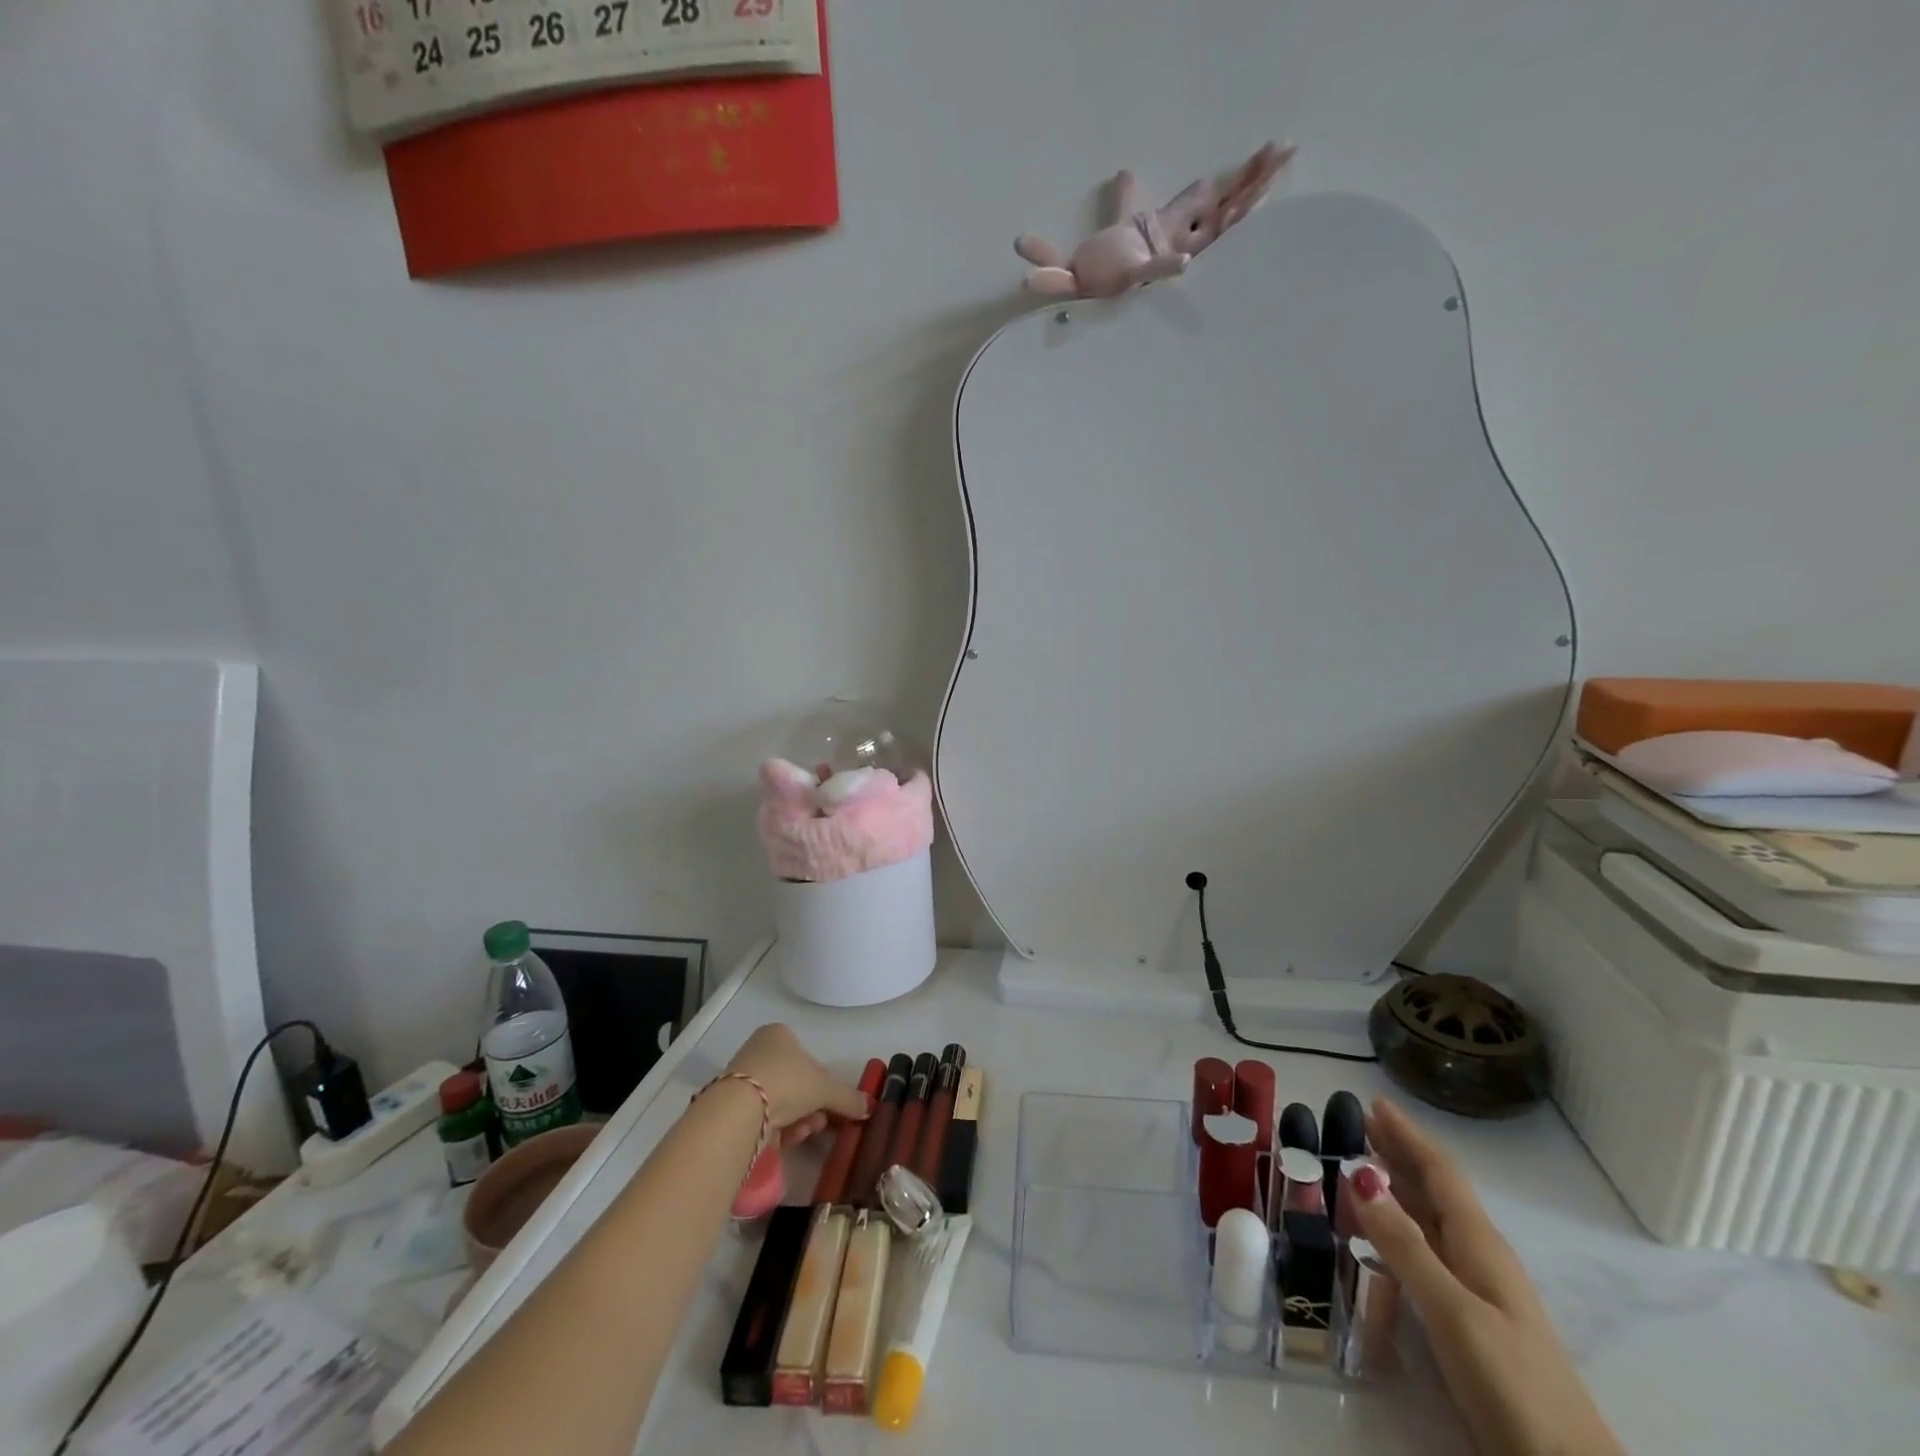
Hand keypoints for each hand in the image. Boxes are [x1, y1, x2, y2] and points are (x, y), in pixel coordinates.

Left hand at [723, 1024, 869, 1143]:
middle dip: (812, 1106)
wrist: (740, 1110)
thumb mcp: (825, 1087)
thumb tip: (869, 1106)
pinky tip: (788, 1138)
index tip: (831, 1103)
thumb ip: (848, 1097)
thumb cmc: (786, 1081)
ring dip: (800, 1120)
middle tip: (822, 1122)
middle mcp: (759, 1052)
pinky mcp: (733, 1108)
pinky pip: (766, 1117)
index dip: (824, 1083)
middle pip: (796, 1083)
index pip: (809, 1059)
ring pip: (783, 1103)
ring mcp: (744, 1080)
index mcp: (779, 1035)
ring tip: (805, 1132)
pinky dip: (780, 1129)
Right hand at [1350, 1099, 1624, 1455]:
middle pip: (1435, 1190)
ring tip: (1358, 1168)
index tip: (1373, 1101)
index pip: (1440, 1173)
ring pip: (1431, 1220)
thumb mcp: (1452, 1312)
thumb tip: (1359, 1173)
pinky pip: (1427, 1251)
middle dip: (1398, 1153)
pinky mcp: (1471, 1321)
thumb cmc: (1513, 1385)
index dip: (1408, 1135)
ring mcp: (1479, 1291)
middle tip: (1357, 1123)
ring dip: (1397, 1187)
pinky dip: (1399, 1228)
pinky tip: (1382, 1236)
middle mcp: (1480, 1257)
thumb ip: (1405, 1245)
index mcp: (1479, 1244)